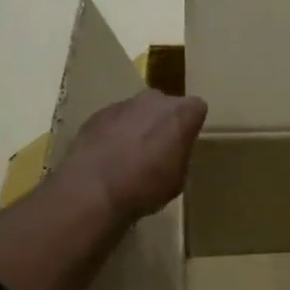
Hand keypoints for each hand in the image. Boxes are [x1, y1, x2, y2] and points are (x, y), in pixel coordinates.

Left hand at [55, 90, 207, 220]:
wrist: (93, 189)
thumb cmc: (146, 187)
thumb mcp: (178, 179)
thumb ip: (179, 156)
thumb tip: (172, 154)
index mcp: (181, 113)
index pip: (196, 109)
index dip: (191, 127)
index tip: (184, 145)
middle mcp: (154, 100)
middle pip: (165, 105)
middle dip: (163, 122)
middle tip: (157, 150)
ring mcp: (123, 104)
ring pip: (138, 111)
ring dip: (137, 127)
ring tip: (128, 157)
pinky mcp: (97, 114)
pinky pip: (114, 121)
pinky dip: (114, 134)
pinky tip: (108, 158)